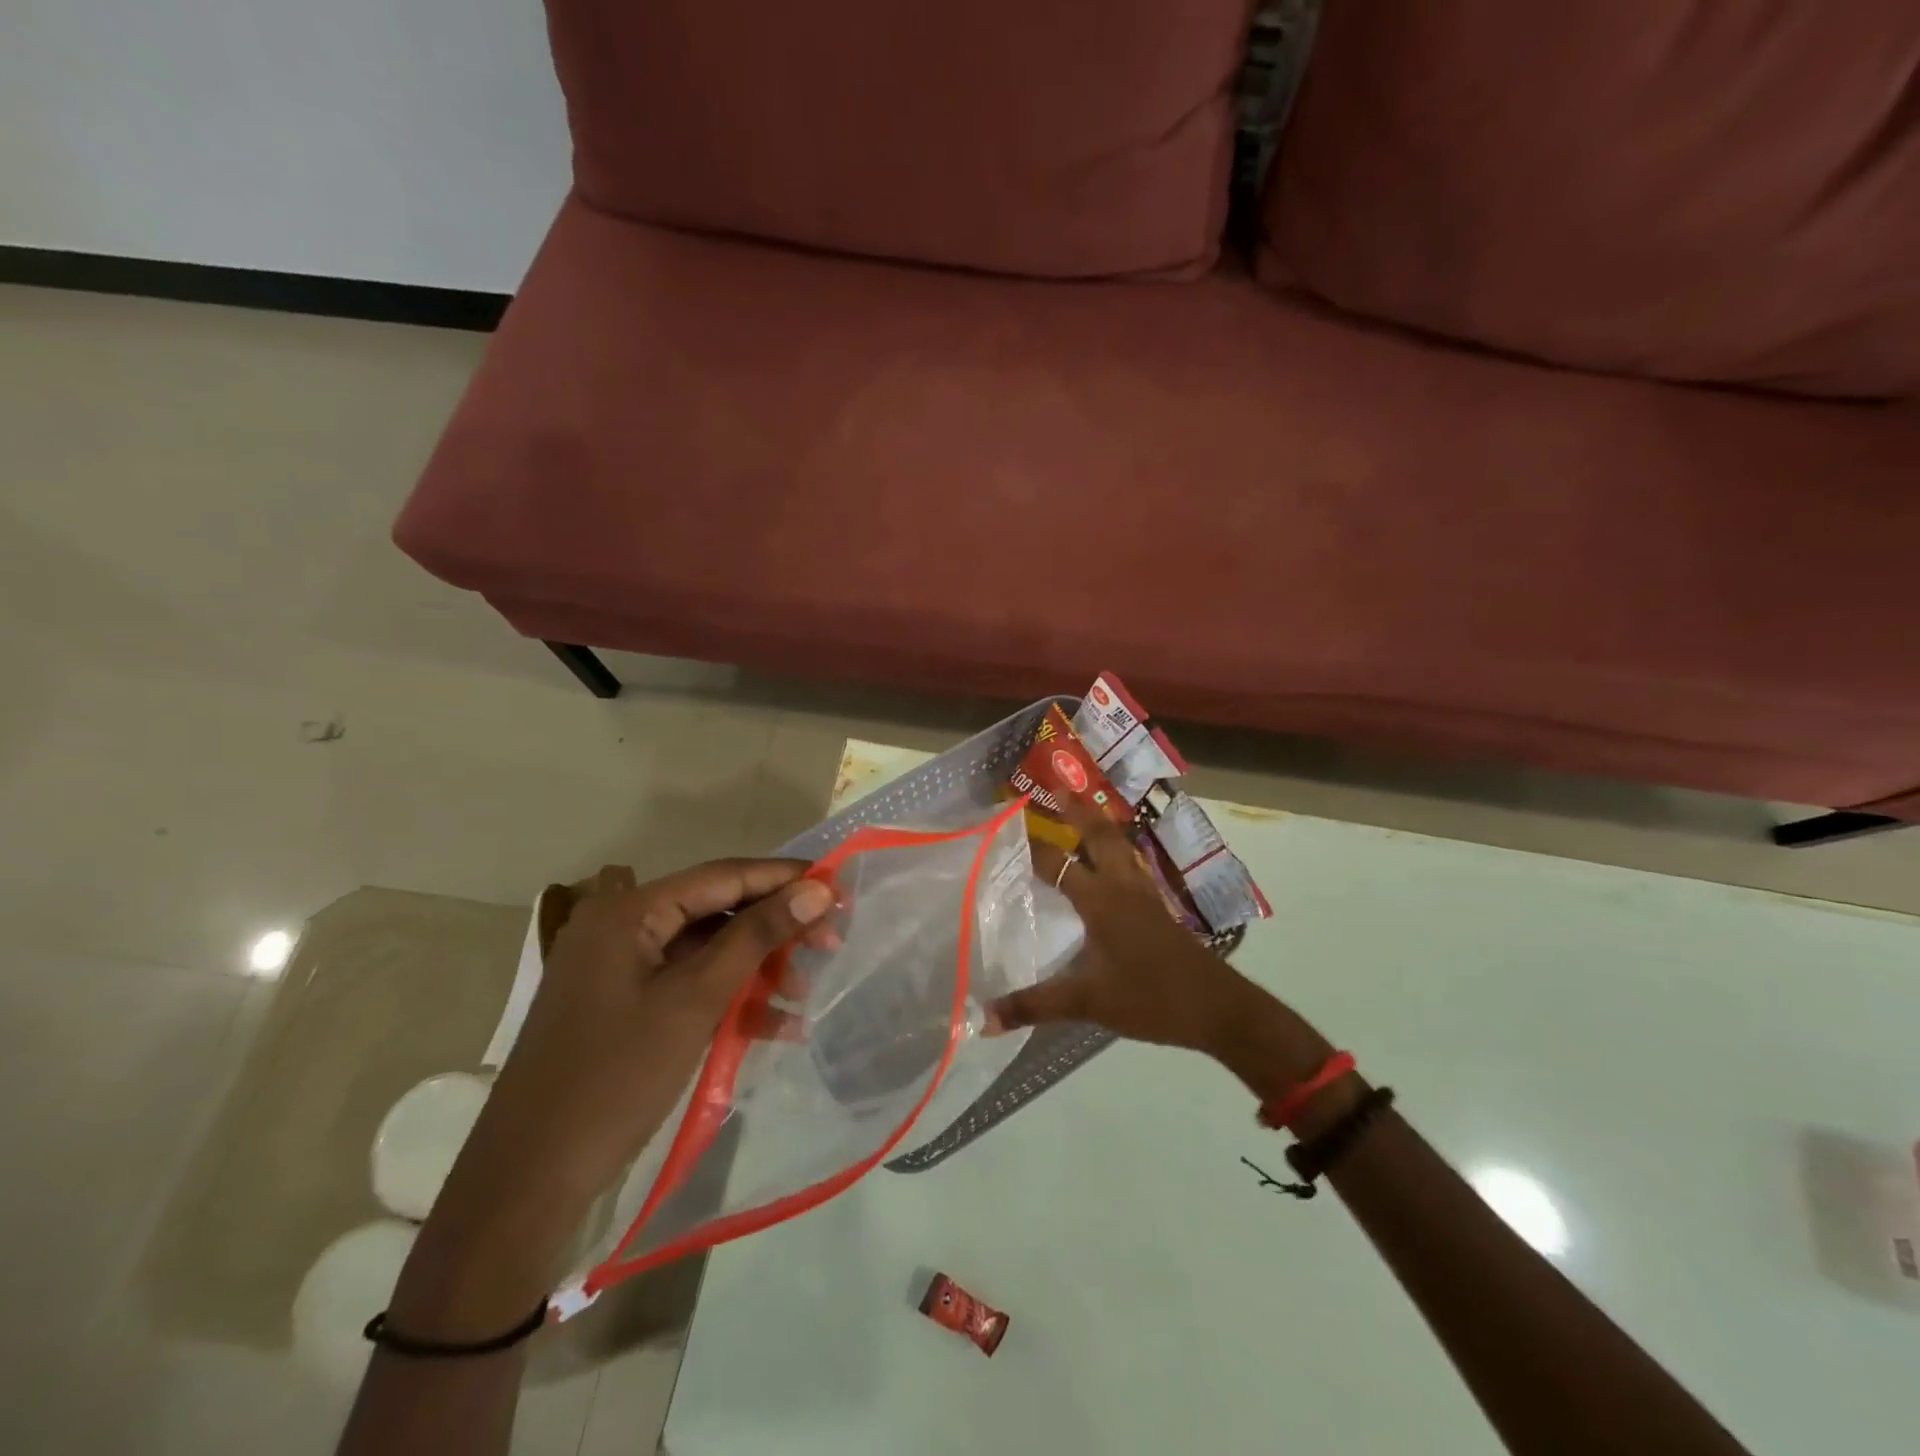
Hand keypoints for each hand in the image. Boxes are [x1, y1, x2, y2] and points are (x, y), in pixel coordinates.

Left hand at [472, 860, 834, 1210]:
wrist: (527, 1184)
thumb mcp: (696, 999)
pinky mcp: (625, 1007)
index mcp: (627, 912)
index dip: (783, 878)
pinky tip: (774, 1024)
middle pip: (716, 912)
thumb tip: (818, 887)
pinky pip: (690, 985)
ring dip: (757, 968)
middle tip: (830, 943)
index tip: (838, 887)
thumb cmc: (615, 1078)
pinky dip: (730, 999)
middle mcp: (622, 927)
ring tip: (804, 992)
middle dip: (774, 929)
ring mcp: (621, 969)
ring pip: (708, 951)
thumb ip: (758, 936)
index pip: (722, 876)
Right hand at [986, 800, 1331, 1092]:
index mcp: (1102, 901)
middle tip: (1060, 787)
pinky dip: (1117, 850)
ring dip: (1101, 825)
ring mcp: (1146, 895)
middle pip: (1100, 835)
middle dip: (1079, 810)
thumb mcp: (1088, 1003)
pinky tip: (1115, 861)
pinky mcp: (1159, 909)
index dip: (1033, 846)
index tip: (1008, 825)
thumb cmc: (1151, 998)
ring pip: (1122, 846)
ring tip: (1085, 811)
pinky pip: (1132, 865)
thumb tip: (984, 1020)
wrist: (1218, 1008)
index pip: (1058, 864)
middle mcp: (1123, 887)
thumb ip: (1036, 1005)